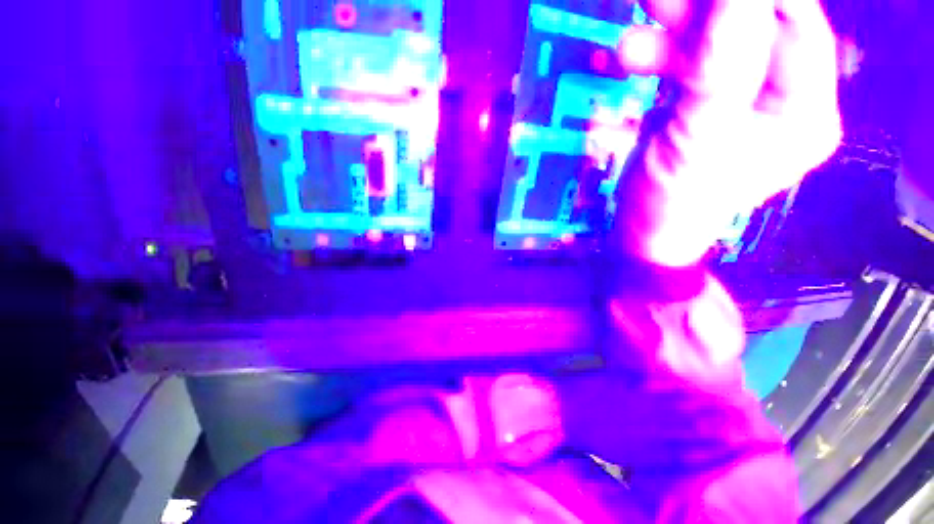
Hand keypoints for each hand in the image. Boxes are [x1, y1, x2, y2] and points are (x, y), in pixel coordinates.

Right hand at [616, 0, 841, 266]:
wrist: (644, 234)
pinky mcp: (703, 108)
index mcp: (803, 112)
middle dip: (702, 13)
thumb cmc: (673, 204)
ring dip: (671, 37)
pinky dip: (658, 60)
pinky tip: (632, 63)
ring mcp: (739, 103)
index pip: (797, 27)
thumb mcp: (699, 141)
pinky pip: (686, 69)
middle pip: (752, 32)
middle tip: (657, 2)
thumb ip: (720, 69)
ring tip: (630, 45)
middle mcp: (780, 100)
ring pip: (714, 47)